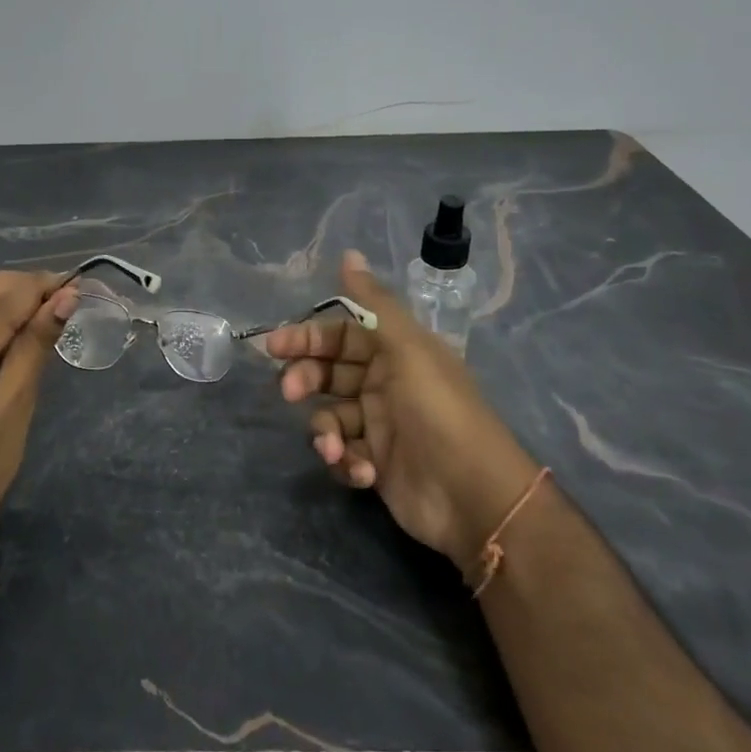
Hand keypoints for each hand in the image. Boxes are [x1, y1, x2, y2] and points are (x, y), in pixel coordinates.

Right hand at [264, 250, 538, 573]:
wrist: (476, 498)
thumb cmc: (440, 413)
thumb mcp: (408, 350)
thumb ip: (374, 305)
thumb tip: (348, 253)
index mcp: (396, 352)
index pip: (341, 334)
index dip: (308, 337)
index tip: (275, 345)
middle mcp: (385, 384)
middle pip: (329, 373)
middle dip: (306, 380)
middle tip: (290, 392)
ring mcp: (380, 426)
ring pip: (331, 416)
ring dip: (325, 431)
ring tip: (334, 448)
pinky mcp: (376, 465)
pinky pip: (344, 454)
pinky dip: (344, 462)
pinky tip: (360, 471)